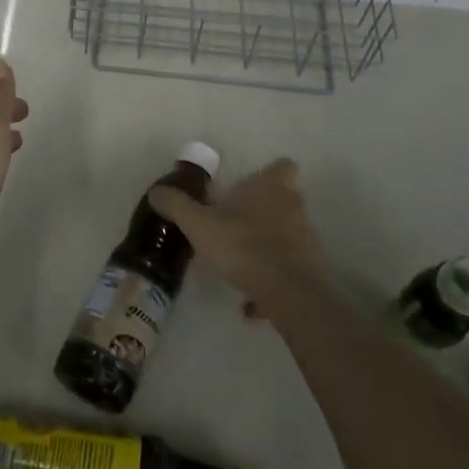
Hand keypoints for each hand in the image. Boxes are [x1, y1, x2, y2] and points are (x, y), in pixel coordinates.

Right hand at [148, 157, 329, 312]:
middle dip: (263, 212)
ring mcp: (307, 239)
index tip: (249, 187)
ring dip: (267, 248)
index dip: (269, 174)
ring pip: (287, 236)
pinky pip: (289, 270)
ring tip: (238, 268)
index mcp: (271, 187)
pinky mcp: (312, 270)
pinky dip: (272, 280)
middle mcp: (293, 207)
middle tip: (235, 226)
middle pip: (283, 200)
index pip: (283, 166)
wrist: (289, 293)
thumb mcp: (199, 225)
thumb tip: (156, 191)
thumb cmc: (242, 246)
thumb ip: (177, 206)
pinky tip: (251, 302)